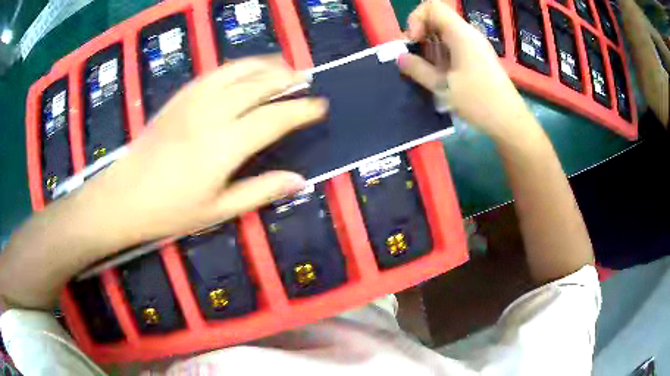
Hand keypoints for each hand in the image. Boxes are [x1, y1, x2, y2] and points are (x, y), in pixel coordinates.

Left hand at [76, 56, 326, 249]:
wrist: (124, 197)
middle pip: (257, 85)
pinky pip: (213, 73)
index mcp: (224, 146)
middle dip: (286, 78)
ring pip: (236, 71)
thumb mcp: (217, 211)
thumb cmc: (169, 211)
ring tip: (281, 66)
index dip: (300, 110)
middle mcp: (212, 114)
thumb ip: (260, 191)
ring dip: (263, 65)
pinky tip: (243, 70)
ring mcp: (193, 101)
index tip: (319, 106)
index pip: (274, 119)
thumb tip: (299, 181)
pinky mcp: (179, 98)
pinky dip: (235, 67)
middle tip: (304, 79)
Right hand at [397, 0, 533, 139]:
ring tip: (429, 72)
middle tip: (417, 60)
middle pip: (437, 20)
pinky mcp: (478, 58)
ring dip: (430, 48)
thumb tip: (400, 57)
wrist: (510, 121)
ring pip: (444, 34)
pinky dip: (442, 56)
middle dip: (421, 36)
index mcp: (461, 33)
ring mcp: (475, 46)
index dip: (416, 20)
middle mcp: (468, 34)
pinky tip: (443, 76)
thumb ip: (418, 69)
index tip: (414, 43)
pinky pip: (454, 46)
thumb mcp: (443, 87)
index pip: (432, 7)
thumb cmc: (478, 102)